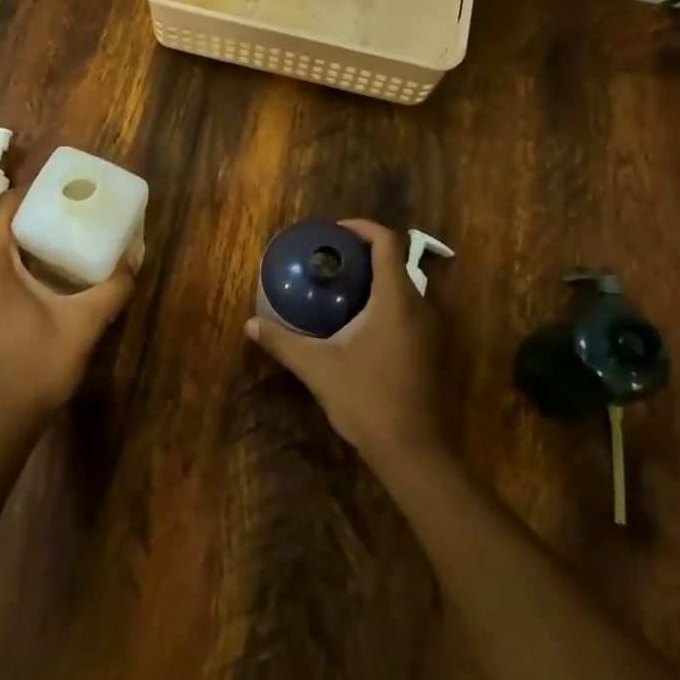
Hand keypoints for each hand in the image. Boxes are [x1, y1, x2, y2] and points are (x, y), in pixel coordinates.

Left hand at [0, 186, 134, 437]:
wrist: (0, 423)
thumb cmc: (36, 366)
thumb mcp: (84, 324)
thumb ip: (112, 289)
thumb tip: (133, 261)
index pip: (6, 206)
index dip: (34, 191)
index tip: (66, 189)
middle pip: (4, 225)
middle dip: (39, 213)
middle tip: (76, 211)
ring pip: (1, 249)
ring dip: (32, 239)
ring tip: (70, 235)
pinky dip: (23, 261)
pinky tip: (53, 273)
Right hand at [244, 219, 444, 464]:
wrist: (413, 451)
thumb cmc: (366, 399)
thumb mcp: (317, 367)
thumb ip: (283, 342)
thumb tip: (250, 325)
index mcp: (396, 299)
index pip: (387, 243)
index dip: (362, 228)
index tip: (334, 231)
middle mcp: (420, 307)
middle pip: (396, 261)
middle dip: (364, 252)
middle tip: (329, 257)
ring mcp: (429, 330)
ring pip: (403, 287)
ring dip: (374, 278)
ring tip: (339, 285)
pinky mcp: (429, 350)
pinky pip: (407, 309)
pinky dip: (383, 301)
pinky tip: (357, 321)